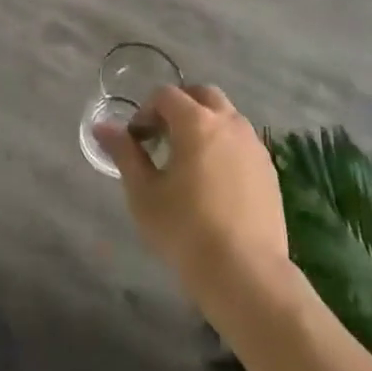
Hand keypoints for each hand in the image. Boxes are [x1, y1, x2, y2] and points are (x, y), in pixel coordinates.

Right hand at [95, 85, 287, 302]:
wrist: (247, 276)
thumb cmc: (186, 232)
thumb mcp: (144, 194)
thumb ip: (124, 154)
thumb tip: (102, 127)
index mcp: (196, 122)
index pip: (166, 95)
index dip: (146, 111)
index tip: (137, 140)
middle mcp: (229, 122)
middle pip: (202, 95)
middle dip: (179, 107)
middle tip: (163, 139)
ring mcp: (253, 145)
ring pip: (226, 116)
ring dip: (205, 125)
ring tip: (189, 162)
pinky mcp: (269, 170)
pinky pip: (242, 142)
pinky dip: (224, 146)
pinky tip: (215, 183)